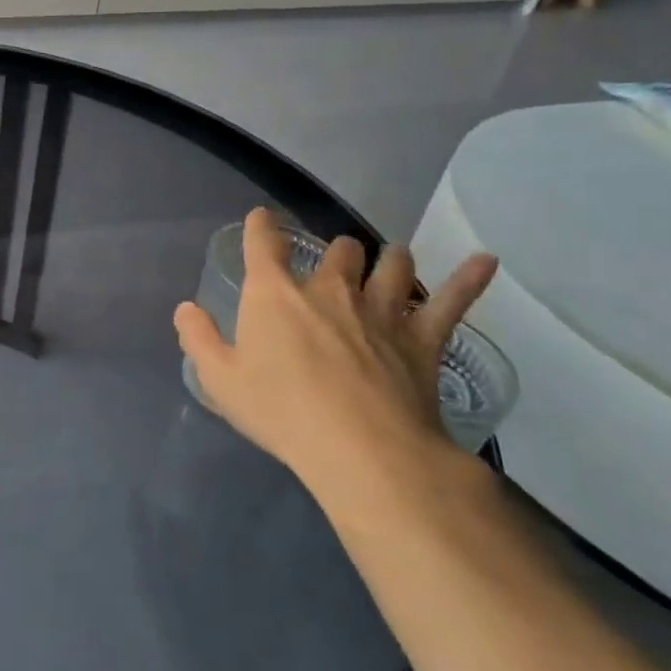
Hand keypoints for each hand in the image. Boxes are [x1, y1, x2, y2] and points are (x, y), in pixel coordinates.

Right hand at [174, 209, 497, 520]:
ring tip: (390, 260)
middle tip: (333, 265)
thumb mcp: (220, 380)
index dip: (263, 226)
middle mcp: (330, 288)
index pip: (265, 244)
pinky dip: (469, 278)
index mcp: (275, 294)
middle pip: (339, 250)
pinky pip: (452, 301)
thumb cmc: (281, 411)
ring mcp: (381, 309)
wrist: (362, 451)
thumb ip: (198, 339)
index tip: (263, 219)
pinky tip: (485, 262)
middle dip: (335, 252)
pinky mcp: (423, 338)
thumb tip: (186, 309)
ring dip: (389, 259)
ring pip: (392, 265)